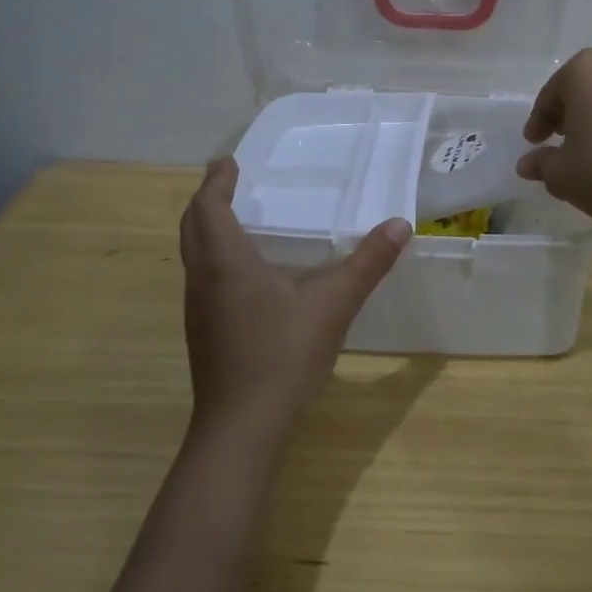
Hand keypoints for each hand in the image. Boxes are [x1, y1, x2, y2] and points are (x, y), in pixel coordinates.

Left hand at [179, 158, 410, 440]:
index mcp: (225, 264)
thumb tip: (400, 224)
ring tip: (235, 219)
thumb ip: (367, 264)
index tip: (228, 162)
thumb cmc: (282, 357)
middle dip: (206, 200)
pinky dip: (215, 258)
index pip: (208, 208)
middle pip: (191, 228)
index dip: (216, 182)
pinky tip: (245, 275)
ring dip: (207, 230)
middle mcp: (202, 281)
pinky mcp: (204, 334)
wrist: (241, 430)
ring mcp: (198, 311)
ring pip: (193, 256)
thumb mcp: (333, 305)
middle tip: (227, 181)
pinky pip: (202, 279)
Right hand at [516, 49, 591, 230]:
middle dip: (565, 115)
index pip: (549, 97)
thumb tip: (527, 163)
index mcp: (583, 71)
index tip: (533, 144)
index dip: (537, 123)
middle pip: (579, 90)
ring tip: (585, 151)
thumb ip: (541, 164)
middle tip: (555, 142)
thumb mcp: (562, 175)